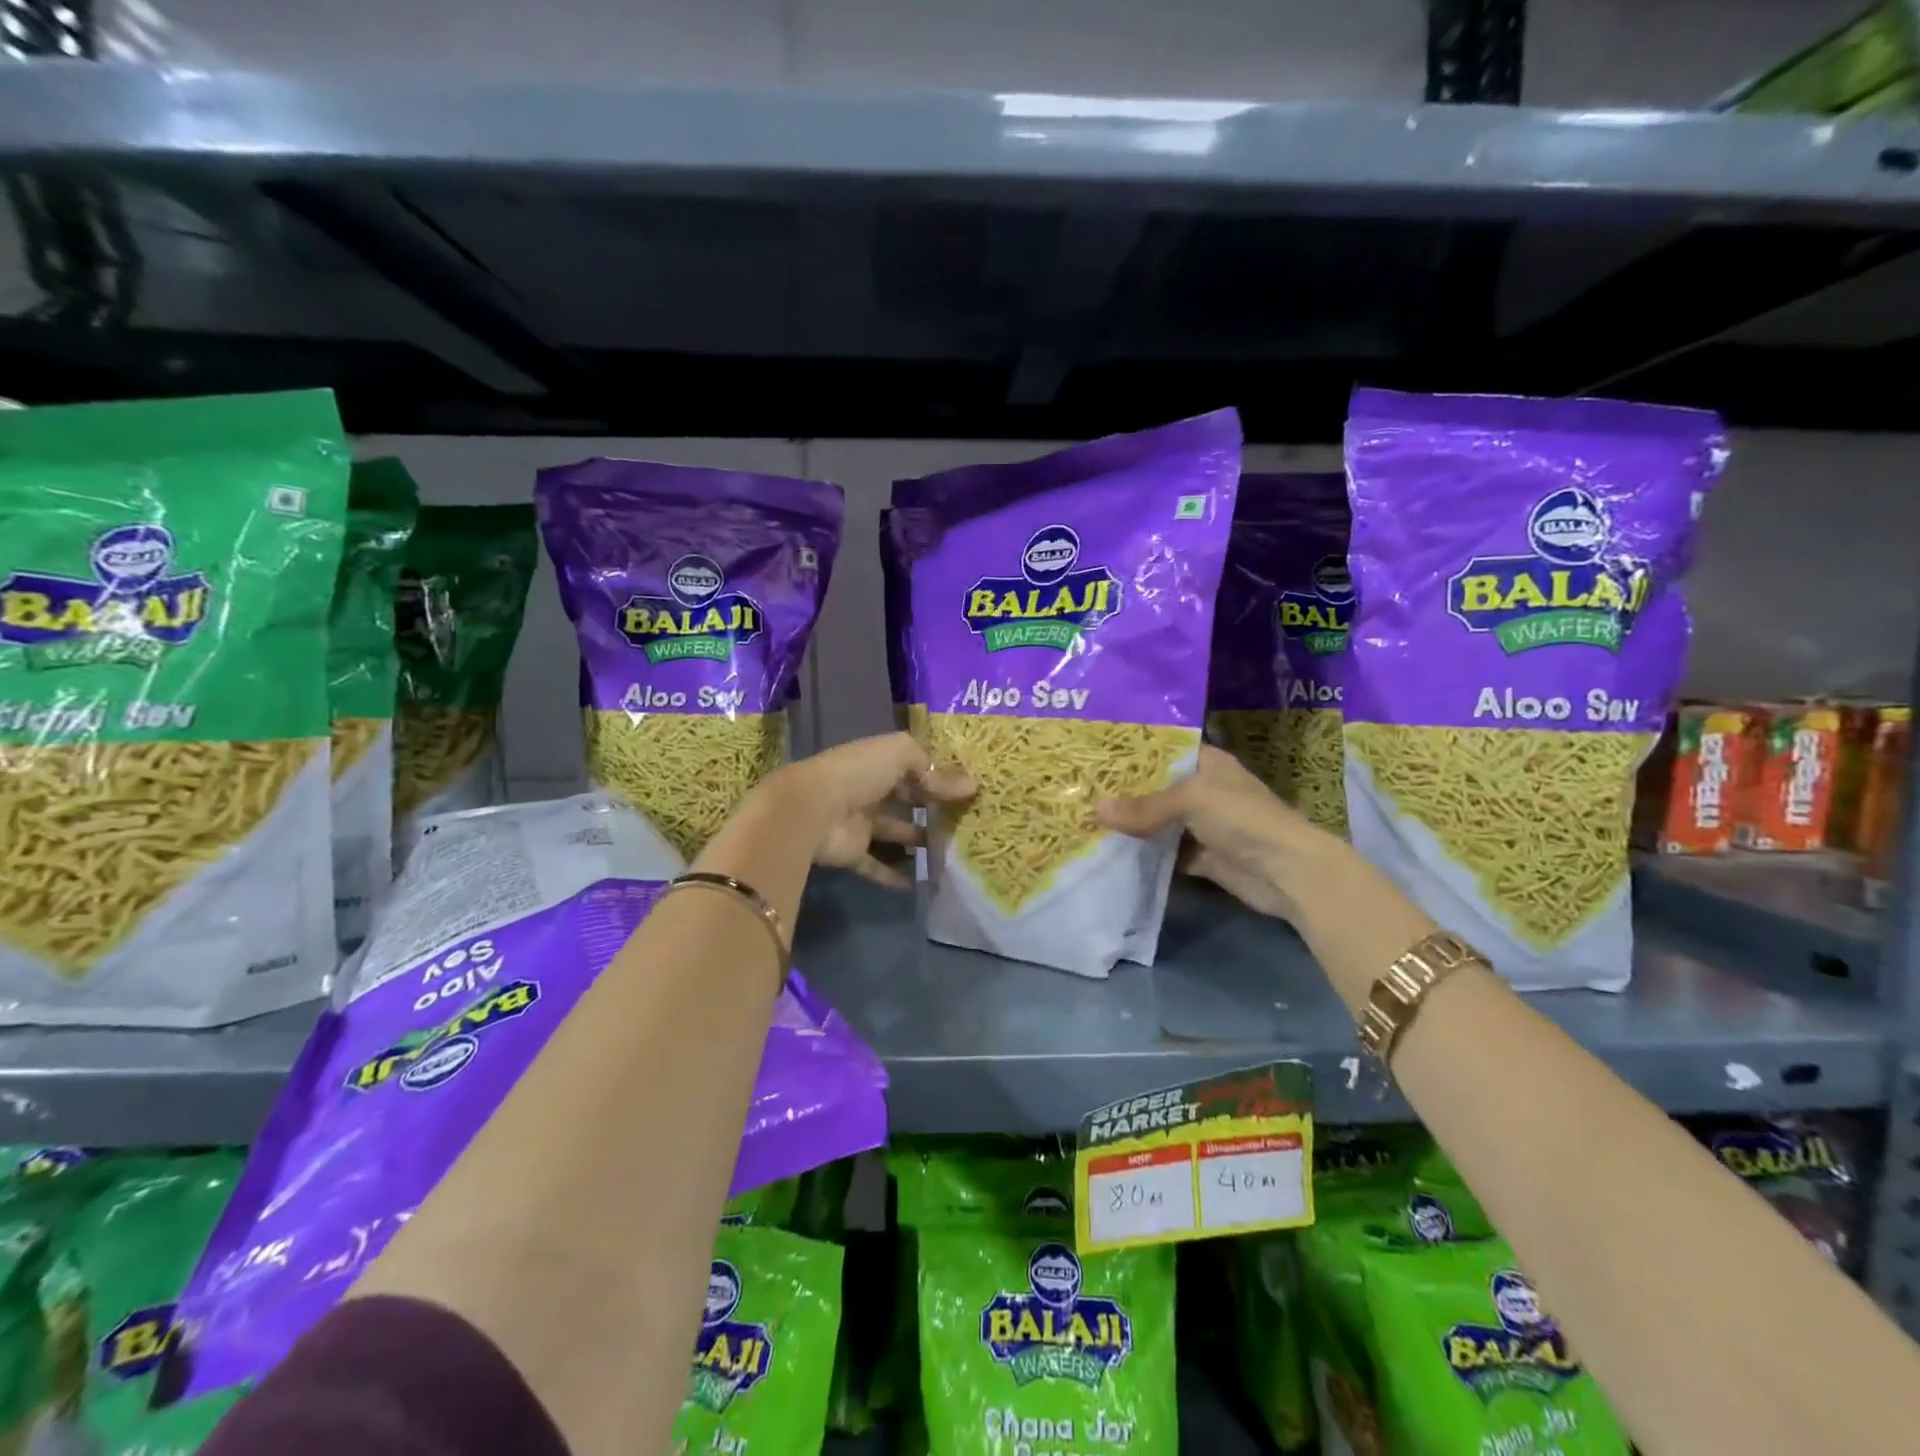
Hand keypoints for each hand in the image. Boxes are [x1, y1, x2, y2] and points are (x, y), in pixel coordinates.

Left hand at [765, 733, 972, 888]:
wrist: (811, 810)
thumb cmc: (858, 773)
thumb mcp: (900, 755)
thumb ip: (934, 768)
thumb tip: (971, 785)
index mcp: (877, 761)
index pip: (913, 765)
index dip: (938, 774)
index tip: (968, 788)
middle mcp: (869, 789)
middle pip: (906, 798)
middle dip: (932, 806)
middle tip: (966, 819)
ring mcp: (859, 822)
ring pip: (895, 831)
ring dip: (918, 839)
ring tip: (952, 850)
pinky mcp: (853, 852)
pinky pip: (877, 865)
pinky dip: (895, 876)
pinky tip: (921, 884)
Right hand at [1097, 745, 1327, 920]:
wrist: (1288, 872)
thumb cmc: (1243, 818)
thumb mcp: (1192, 800)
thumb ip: (1145, 806)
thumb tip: (1096, 811)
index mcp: (1207, 763)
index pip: (1164, 750)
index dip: (1133, 752)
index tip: (1095, 753)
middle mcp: (1204, 790)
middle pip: (1157, 788)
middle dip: (1124, 792)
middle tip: (1080, 789)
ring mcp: (1203, 825)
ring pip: (1159, 822)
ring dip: (1131, 825)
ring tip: (1086, 820)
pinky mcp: (1202, 857)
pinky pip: (1166, 852)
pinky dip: (1144, 854)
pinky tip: (1111, 852)